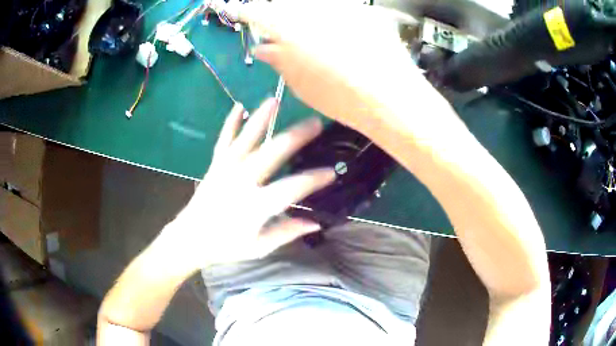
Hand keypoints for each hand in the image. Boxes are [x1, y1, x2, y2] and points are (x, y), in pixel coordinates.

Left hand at [165, 99, 334, 267]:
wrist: (190, 239)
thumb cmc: (226, 246)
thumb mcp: (259, 247)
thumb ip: (286, 232)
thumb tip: (315, 222)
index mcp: (255, 206)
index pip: (291, 188)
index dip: (314, 179)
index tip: (332, 172)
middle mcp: (241, 182)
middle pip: (272, 153)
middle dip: (296, 136)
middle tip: (315, 122)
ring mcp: (225, 170)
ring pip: (246, 139)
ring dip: (261, 118)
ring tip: (275, 100)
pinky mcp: (214, 165)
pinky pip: (224, 140)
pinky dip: (230, 123)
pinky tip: (238, 106)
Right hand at [236, 1, 445, 132]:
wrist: (392, 97)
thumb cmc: (341, 97)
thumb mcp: (300, 83)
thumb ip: (279, 60)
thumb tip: (263, 48)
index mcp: (288, 26)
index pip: (257, 11)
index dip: (245, 11)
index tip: (238, 11)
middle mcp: (312, 7)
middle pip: (287, 4)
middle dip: (279, 14)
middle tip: (281, 31)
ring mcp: (341, 5)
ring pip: (313, 5)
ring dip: (306, 16)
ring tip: (314, 37)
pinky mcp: (364, 10)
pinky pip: (340, 9)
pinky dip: (333, 18)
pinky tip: (341, 36)